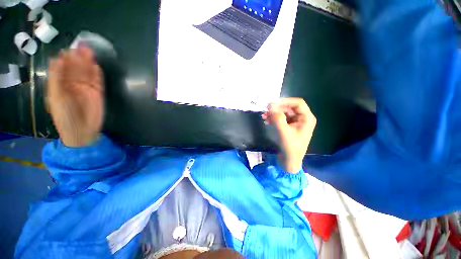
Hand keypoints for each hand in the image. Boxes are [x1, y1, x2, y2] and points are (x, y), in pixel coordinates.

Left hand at [48, 46, 103, 146]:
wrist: (82, 131)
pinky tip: (96, 66)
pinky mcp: (98, 93)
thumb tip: (57, 60)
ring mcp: (86, 88)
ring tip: (89, 51)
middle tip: (82, 46)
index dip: (65, 59)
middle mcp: (73, 84)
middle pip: (76, 68)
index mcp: (61, 84)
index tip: (68, 50)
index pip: (63, 68)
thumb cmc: (65, 115)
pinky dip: (97, 73)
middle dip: (78, 58)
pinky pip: (97, 81)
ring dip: (88, 63)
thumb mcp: (56, 96)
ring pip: (87, 73)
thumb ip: (56, 78)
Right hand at [262, 98, 315, 172]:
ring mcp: (295, 123)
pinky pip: (281, 119)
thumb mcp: (284, 132)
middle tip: (266, 110)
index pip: (298, 103)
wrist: (289, 161)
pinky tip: (267, 121)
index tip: (273, 104)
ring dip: (274, 114)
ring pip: (284, 113)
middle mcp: (302, 119)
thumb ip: (277, 118)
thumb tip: (270, 106)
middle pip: (289, 108)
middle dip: (277, 109)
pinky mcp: (289, 127)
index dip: (285, 101)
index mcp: (306, 118)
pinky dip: (274, 119)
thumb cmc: (290, 148)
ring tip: (264, 116)